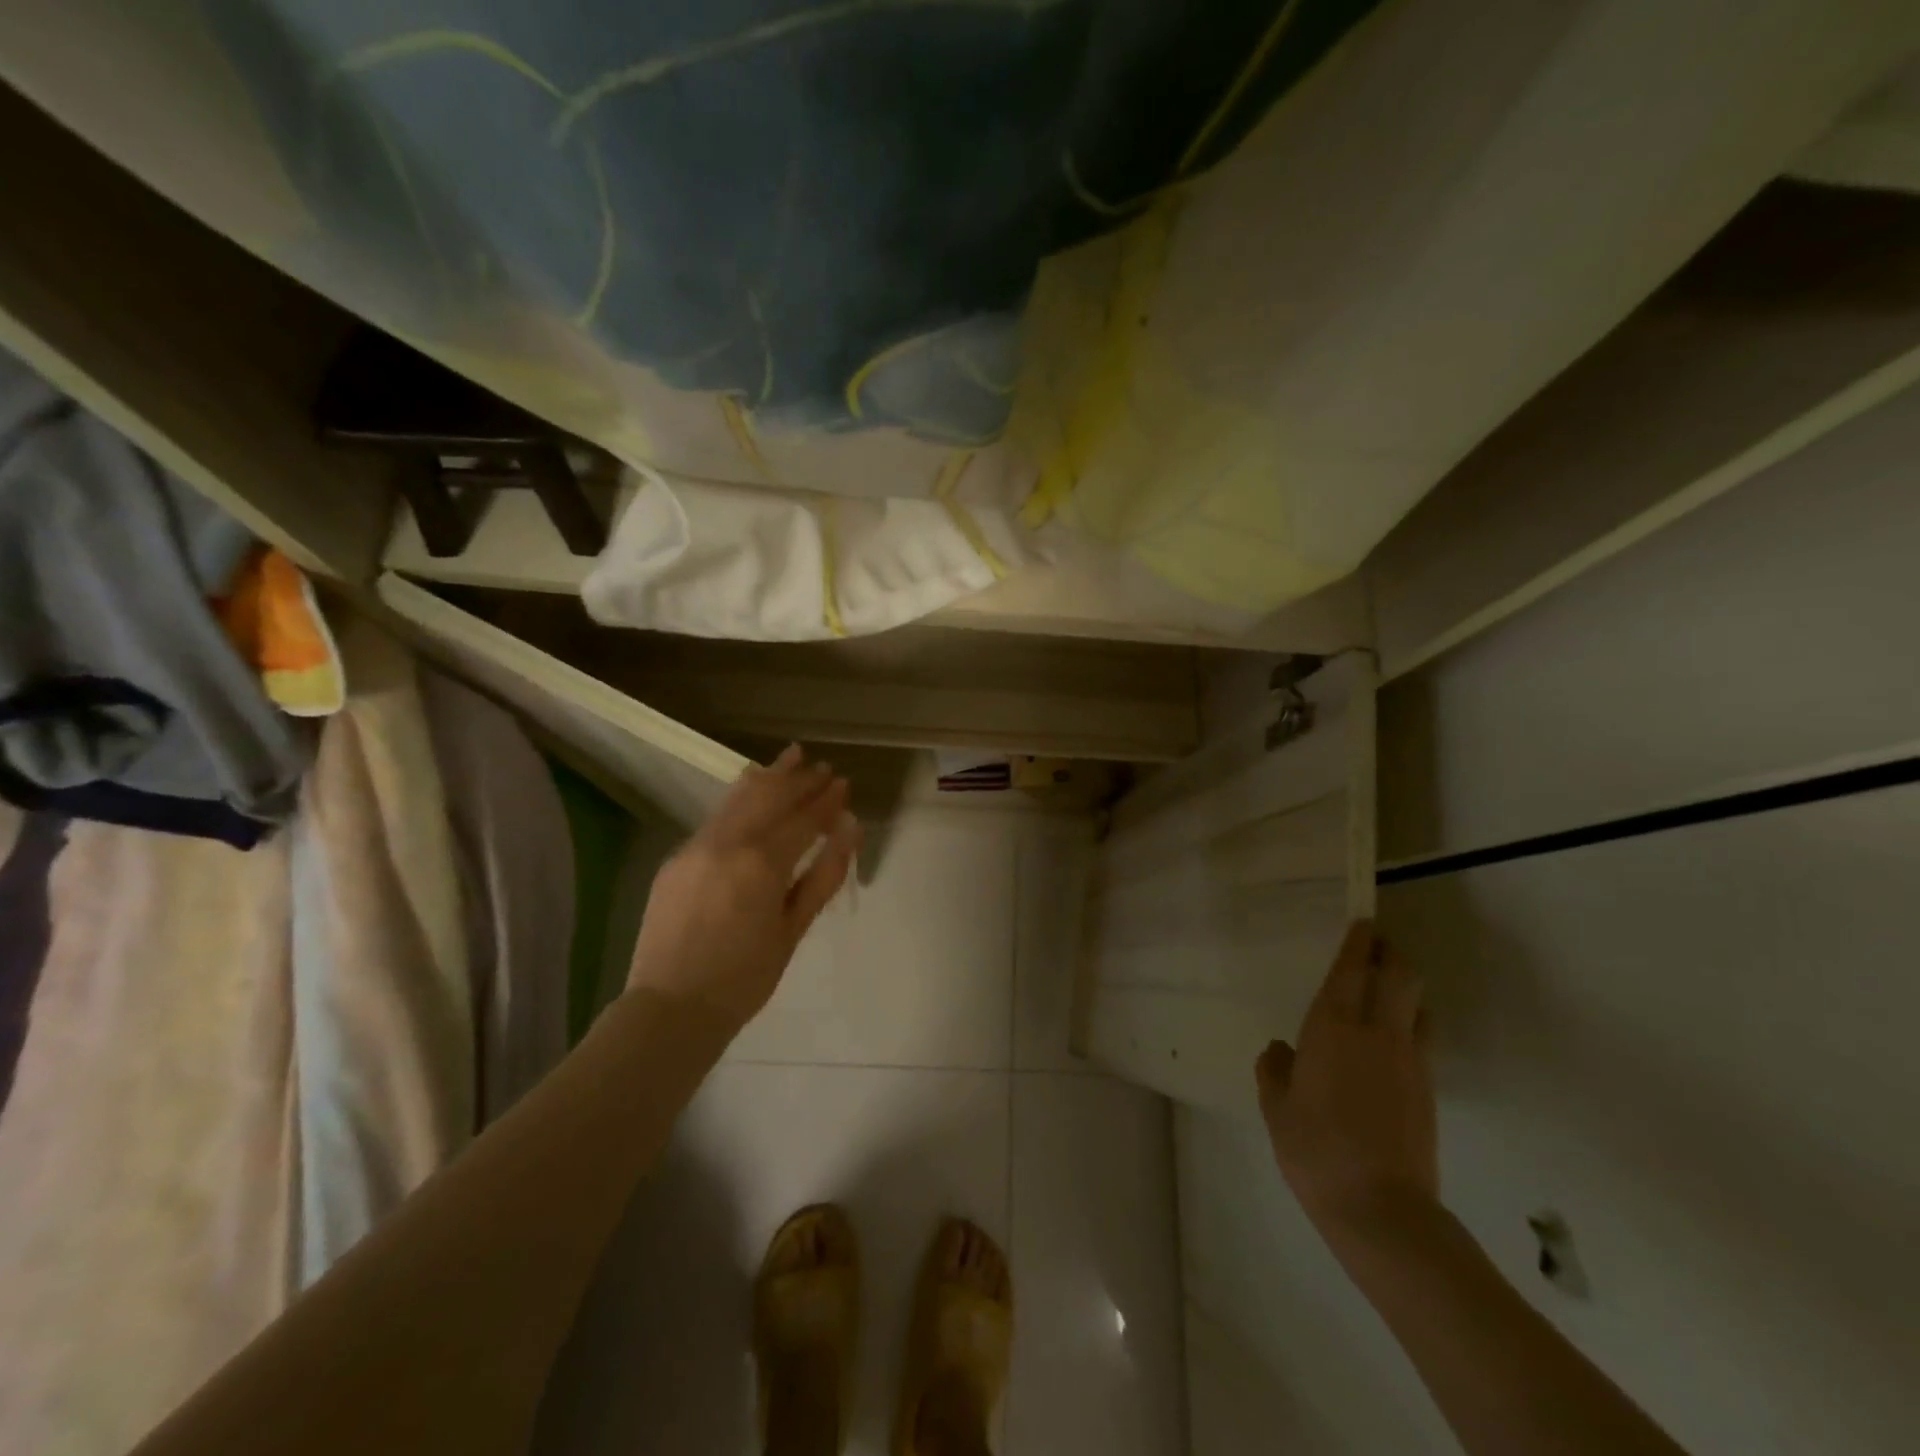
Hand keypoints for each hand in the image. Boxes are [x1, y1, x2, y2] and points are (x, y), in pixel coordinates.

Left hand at [627, 745, 863, 1027]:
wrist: (671, 1008)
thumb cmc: (745, 978)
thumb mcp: (793, 929)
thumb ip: (823, 875)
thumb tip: (850, 831)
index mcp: (761, 863)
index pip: (803, 819)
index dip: (826, 801)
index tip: (843, 783)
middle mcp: (727, 843)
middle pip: (770, 797)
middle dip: (800, 779)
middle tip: (822, 767)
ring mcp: (697, 846)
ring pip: (739, 798)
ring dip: (769, 776)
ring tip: (792, 756)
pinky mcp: (677, 857)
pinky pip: (716, 816)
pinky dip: (740, 797)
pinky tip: (752, 788)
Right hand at [1256, 921, 1438, 1239]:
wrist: (1382, 1209)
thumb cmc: (1315, 1149)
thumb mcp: (1276, 1107)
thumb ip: (1275, 1069)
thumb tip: (1281, 1049)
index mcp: (1333, 1028)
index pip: (1351, 970)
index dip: (1358, 942)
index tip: (1362, 921)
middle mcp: (1376, 1032)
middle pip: (1399, 975)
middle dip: (1390, 953)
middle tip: (1374, 945)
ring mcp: (1409, 1059)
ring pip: (1417, 1002)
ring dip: (1404, 985)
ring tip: (1384, 988)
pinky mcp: (1428, 1087)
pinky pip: (1421, 1035)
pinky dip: (1410, 1020)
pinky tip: (1390, 1036)